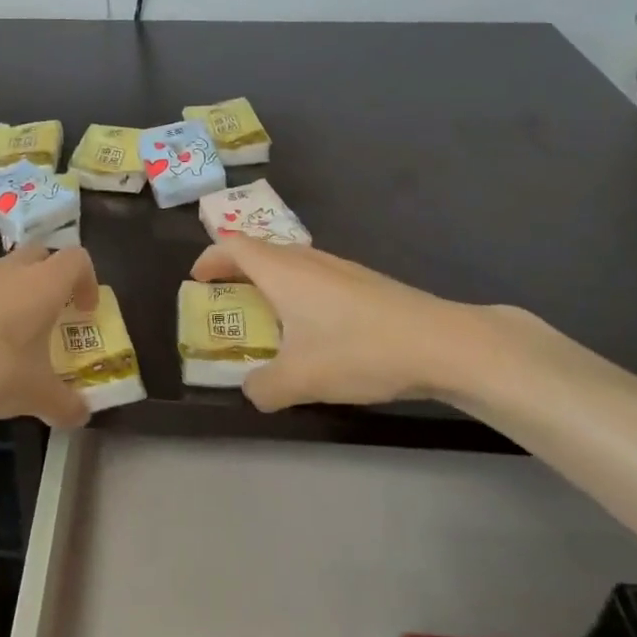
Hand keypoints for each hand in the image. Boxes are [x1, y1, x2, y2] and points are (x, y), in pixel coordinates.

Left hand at [0, 245, 98, 427]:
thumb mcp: (34, 394)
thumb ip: (64, 404)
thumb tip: (82, 416)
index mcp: (43, 284)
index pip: (78, 259)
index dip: (88, 281)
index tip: (84, 311)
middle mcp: (11, 269)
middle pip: (42, 254)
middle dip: (53, 278)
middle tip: (53, 313)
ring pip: (6, 270)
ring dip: (17, 291)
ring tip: (13, 333)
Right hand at [189, 238, 507, 411]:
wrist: (441, 343)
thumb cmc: (359, 351)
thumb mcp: (300, 380)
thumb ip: (263, 388)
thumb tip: (252, 390)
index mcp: (282, 272)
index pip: (233, 246)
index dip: (209, 259)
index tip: (196, 280)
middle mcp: (306, 260)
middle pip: (260, 251)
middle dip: (235, 271)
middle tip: (225, 301)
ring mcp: (339, 268)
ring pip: (290, 263)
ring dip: (269, 282)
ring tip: (266, 317)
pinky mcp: (364, 282)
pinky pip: (314, 277)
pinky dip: (297, 292)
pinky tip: (313, 328)